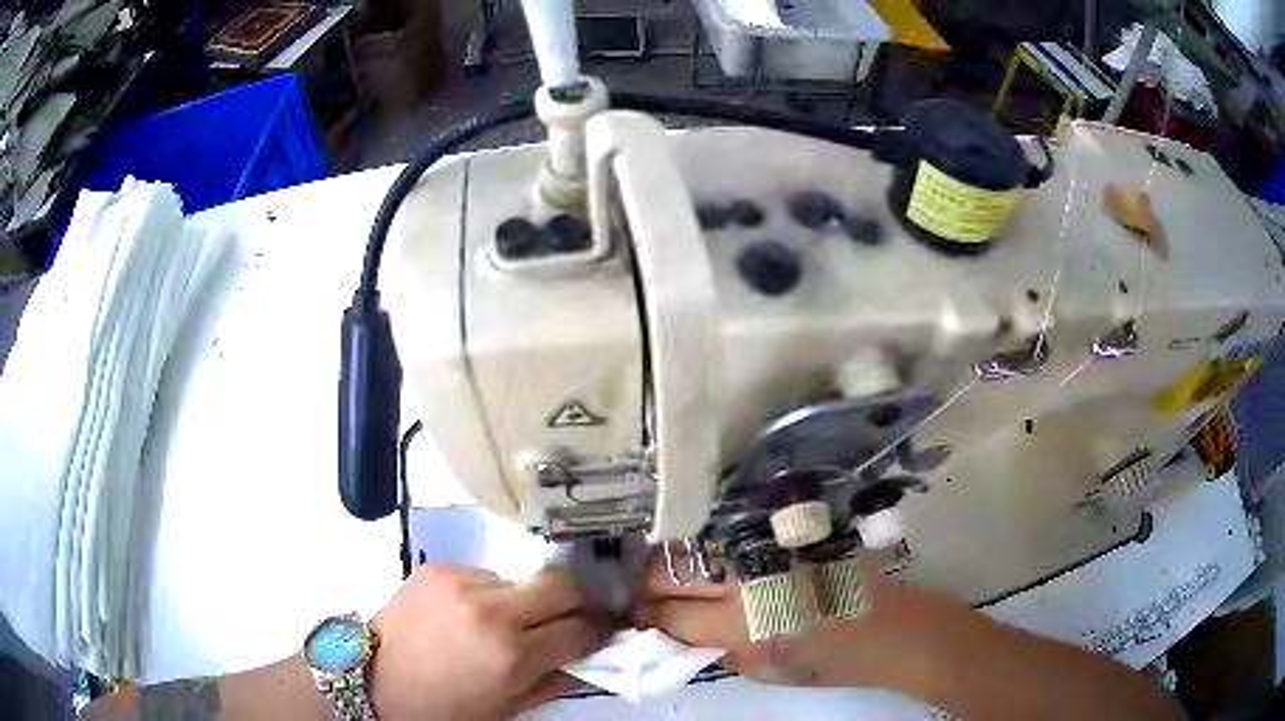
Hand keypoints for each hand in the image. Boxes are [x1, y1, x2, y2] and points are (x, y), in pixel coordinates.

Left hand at [368, 564, 613, 719]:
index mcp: (512, 654)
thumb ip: (555, 681)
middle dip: (577, 599)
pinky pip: (485, 574)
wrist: (374, 680)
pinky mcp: (439, 566)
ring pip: (522, 579)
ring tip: (503, 623)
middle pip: (563, 583)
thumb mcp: (507, 708)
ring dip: (526, 600)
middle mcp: (493, 609)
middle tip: (572, 615)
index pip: (582, 628)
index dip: (601, 628)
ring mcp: (462, 581)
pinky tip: (470, 614)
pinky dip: (490, 593)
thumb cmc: (444, 708)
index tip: (606, 628)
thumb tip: (592, 659)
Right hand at [630, 554, 971, 690]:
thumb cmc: (830, 660)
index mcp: (742, 620)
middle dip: (644, 583)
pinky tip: (695, 555)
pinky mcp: (783, 530)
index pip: (669, 613)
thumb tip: (676, 631)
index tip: (629, 615)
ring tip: (657, 571)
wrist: (891, 627)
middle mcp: (747, 574)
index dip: (642, 615)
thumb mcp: (763, 670)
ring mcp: (765, 545)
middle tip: (636, 592)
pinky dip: (703, 545)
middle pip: (670, 569)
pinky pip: (727, 534)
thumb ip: (714, 648)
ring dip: (668, 559)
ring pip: (693, 543)